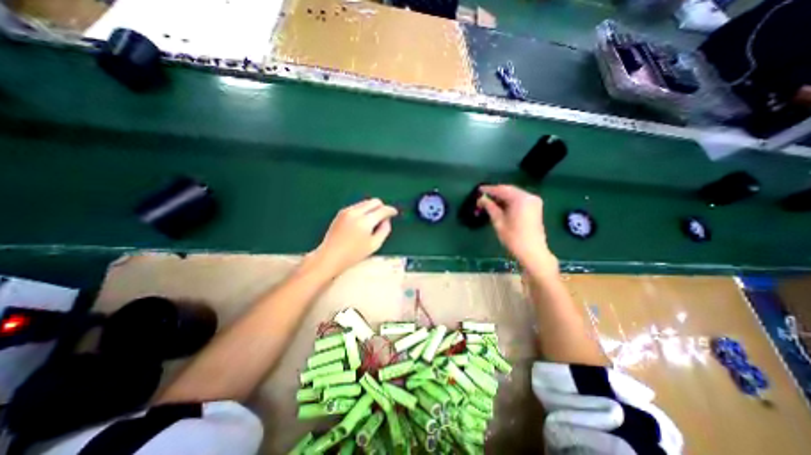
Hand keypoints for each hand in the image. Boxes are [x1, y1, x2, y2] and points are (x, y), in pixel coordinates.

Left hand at [310, 199, 398, 276]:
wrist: (330, 255)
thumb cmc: (354, 254)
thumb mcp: (374, 245)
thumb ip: (384, 230)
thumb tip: (387, 220)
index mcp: (365, 221)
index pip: (382, 210)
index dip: (391, 211)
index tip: (394, 213)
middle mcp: (356, 212)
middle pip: (374, 201)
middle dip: (382, 207)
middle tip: (384, 217)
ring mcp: (347, 211)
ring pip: (366, 203)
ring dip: (372, 208)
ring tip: (373, 221)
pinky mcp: (341, 212)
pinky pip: (357, 206)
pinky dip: (363, 210)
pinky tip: (362, 222)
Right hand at [480, 183, 557, 274]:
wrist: (533, 252)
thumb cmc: (513, 237)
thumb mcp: (498, 221)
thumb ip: (490, 207)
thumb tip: (481, 199)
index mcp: (521, 198)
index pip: (502, 189)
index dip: (489, 189)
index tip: (478, 190)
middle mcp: (529, 196)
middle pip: (509, 190)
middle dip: (495, 193)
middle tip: (482, 196)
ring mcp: (534, 202)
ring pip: (514, 195)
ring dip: (502, 197)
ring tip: (489, 201)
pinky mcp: (535, 208)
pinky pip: (519, 200)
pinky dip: (509, 201)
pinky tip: (500, 206)